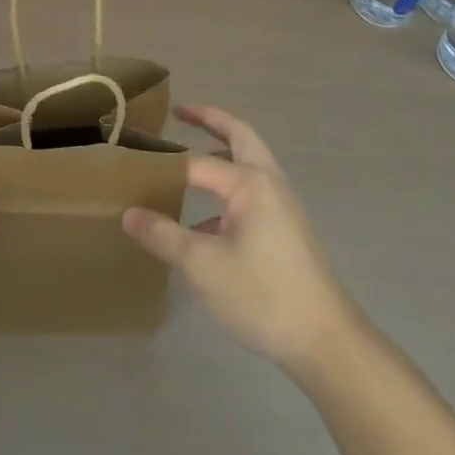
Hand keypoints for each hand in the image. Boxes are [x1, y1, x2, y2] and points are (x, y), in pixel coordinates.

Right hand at [122, 106, 361, 373]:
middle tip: (180, 113)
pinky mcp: (288, 229)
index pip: (197, 162)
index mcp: (250, 183)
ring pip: (249, 164)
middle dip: (210, 121)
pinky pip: (253, 192)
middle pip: (240, 137)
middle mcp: (270, 183)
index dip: (164, 163)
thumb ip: (163, 235)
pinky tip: (203, 222)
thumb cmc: (262, 295)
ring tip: (188, 159)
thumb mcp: (202, 265)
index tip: (134, 156)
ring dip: (222, 152)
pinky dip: (228, 189)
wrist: (326, 341)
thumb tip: (129, 214)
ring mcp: (283, 206)